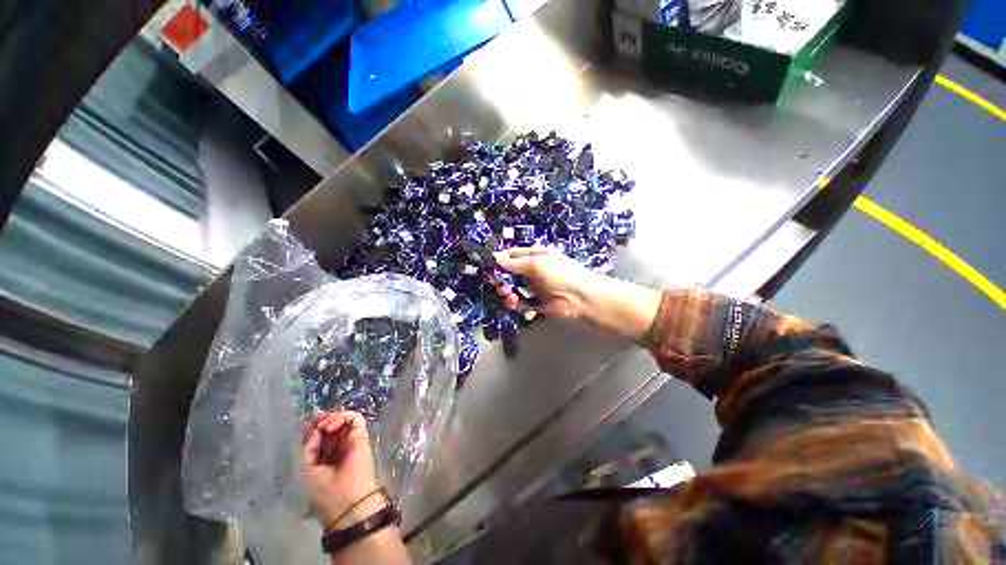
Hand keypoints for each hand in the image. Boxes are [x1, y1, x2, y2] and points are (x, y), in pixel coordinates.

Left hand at [301, 411, 380, 530]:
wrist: (351, 502)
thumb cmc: (327, 492)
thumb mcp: (307, 470)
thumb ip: (308, 448)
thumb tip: (314, 428)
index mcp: (324, 458)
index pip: (320, 437)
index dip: (313, 427)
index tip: (306, 422)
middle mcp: (338, 447)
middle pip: (331, 426)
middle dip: (322, 419)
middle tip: (316, 417)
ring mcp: (351, 440)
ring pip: (344, 419)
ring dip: (332, 418)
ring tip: (325, 427)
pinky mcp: (362, 436)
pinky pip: (355, 418)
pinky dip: (343, 417)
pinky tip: (331, 427)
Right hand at [494, 247, 661, 341]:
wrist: (580, 299)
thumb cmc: (560, 274)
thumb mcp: (536, 264)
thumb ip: (514, 263)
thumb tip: (494, 258)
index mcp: (535, 255)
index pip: (512, 254)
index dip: (500, 259)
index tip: (489, 265)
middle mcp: (532, 270)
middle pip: (510, 272)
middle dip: (501, 277)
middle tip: (497, 282)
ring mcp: (533, 287)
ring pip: (512, 287)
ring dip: (506, 290)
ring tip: (507, 293)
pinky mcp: (535, 303)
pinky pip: (519, 301)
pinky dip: (514, 302)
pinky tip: (513, 301)